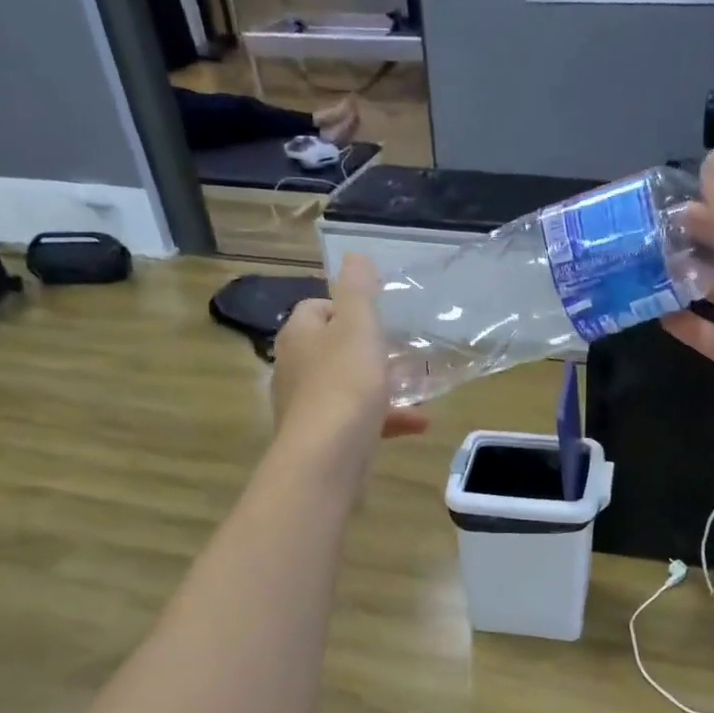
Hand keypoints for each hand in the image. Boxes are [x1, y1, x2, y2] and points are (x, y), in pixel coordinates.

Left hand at [273, 255, 428, 461]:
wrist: (327, 456)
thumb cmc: (344, 383)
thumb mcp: (358, 326)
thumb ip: (358, 289)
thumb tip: (354, 256)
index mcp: (299, 335)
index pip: (316, 309)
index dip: (346, 308)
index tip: (377, 317)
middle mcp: (294, 368)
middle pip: (331, 349)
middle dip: (368, 350)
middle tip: (400, 352)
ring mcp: (306, 406)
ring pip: (347, 387)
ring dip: (382, 386)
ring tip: (417, 389)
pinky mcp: (321, 438)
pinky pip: (356, 420)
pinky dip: (385, 419)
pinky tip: (419, 425)